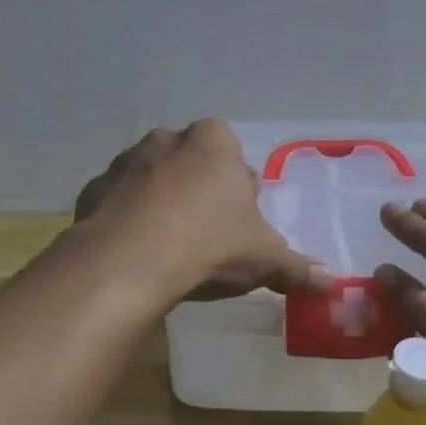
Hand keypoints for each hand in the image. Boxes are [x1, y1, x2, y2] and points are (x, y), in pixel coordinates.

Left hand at [74, 121, 330, 302]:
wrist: (130, 263)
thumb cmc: (209, 245)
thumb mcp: (264, 259)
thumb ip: (297, 267)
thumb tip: (331, 283)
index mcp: (213, 143)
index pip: (231, 152)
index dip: (236, 186)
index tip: (238, 218)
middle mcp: (166, 141)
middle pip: (189, 161)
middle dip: (197, 188)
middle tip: (206, 231)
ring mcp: (125, 163)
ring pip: (150, 177)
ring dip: (159, 200)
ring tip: (168, 244)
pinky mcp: (94, 190)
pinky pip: (116, 201)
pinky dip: (125, 218)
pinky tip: (134, 250)